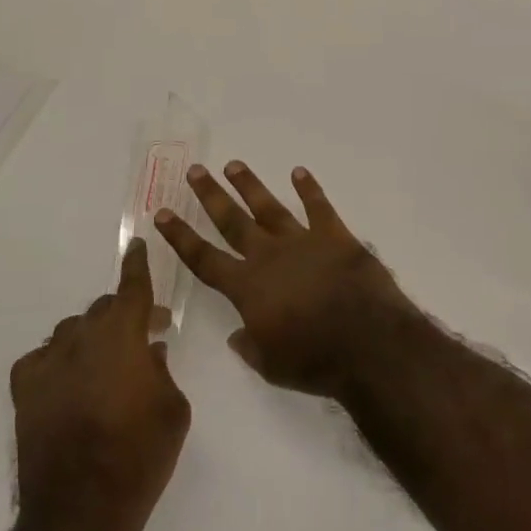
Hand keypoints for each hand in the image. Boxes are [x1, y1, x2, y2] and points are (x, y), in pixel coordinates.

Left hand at [9, 242, 189, 530]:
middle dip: (124, 314)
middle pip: (103, 308)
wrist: (80, 514)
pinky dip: (58, 360)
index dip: (137, 265)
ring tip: (105, 362)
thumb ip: (163, 370)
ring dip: (92, 336)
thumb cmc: (140, 457)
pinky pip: (42, 358)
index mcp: (123, 336)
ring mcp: (48, 364)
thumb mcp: (173, 409)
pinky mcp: (25, 391)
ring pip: (73, 330)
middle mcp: (83, 339)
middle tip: (144, 334)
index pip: (132, 288)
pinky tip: (67, 380)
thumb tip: (150, 352)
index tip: (137, 244)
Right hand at [154, 161, 418, 398]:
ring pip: (269, 207)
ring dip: (250, 185)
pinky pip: (319, 207)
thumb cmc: (316, 360)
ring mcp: (302, 241)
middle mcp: (269, 256)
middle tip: (195, 170)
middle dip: (211, 196)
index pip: (204, 258)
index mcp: (248, 288)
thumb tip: (236, 335)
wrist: (368, 342)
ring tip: (234, 164)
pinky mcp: (335, 236)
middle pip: (232, 221)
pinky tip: (299, 172)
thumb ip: (250, 346)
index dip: (181, 237)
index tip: (162, 214)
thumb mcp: (272, 365)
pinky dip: (309, 189)